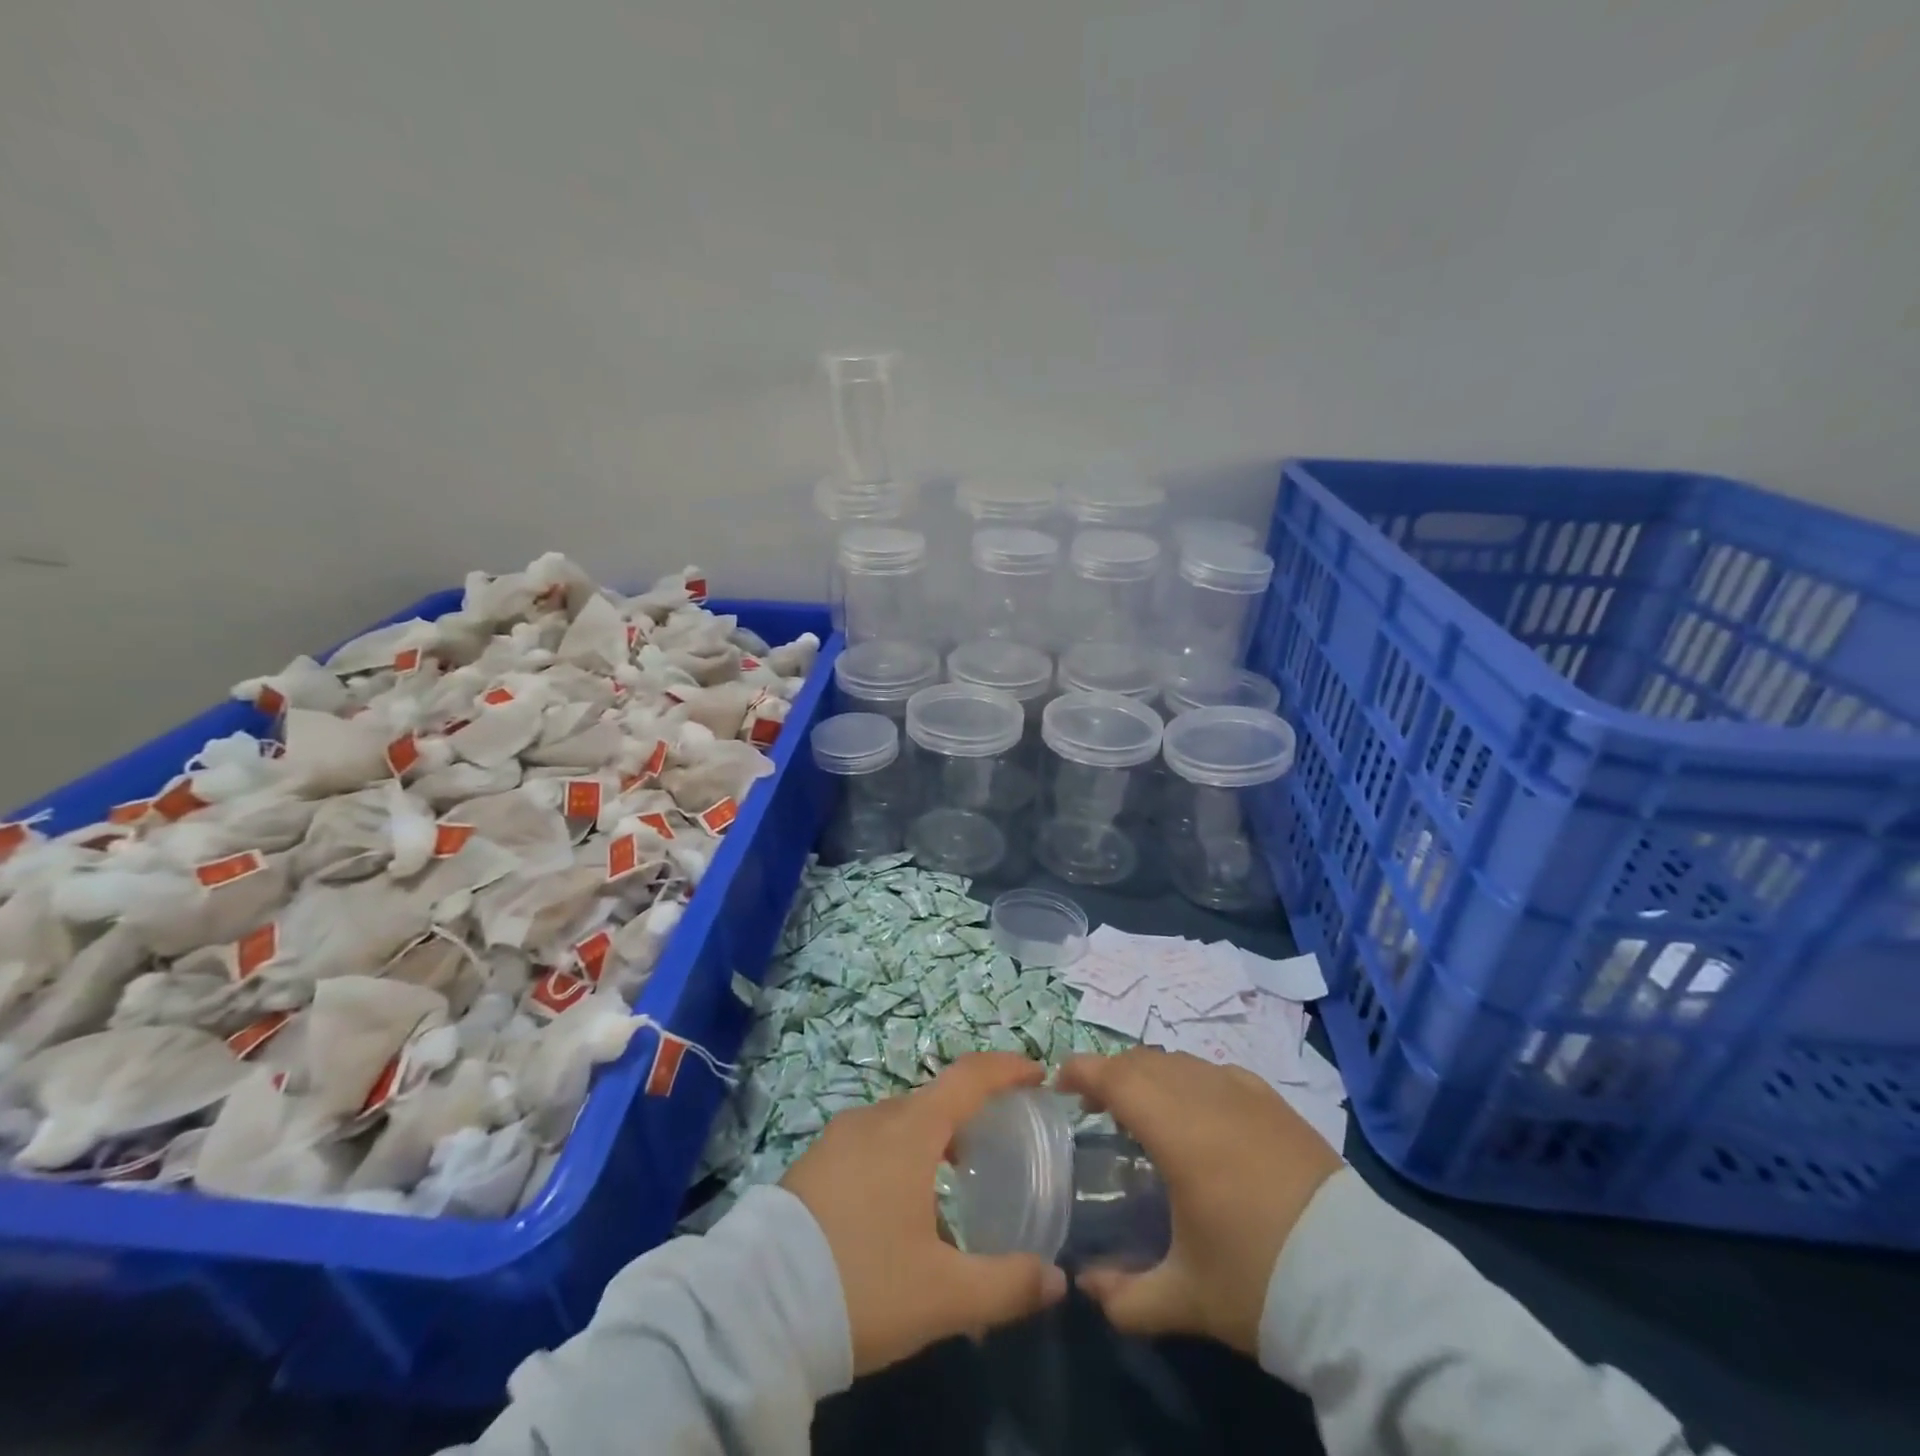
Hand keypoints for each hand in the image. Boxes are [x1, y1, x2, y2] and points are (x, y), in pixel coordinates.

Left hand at [781, 1051, 1069, 1375]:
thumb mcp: (943, 1296)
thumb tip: (1056, 1280)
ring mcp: (837, 1139)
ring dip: (931, 1139)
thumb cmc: (862, 1284)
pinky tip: (897, 1206)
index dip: (1006, 1069)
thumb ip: (1006, 1285)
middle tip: (996, 1146)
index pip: (968, 1078)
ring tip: (951, 1181)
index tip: (1036, 1074)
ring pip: (898, 1124)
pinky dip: (897, 1155)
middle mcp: (874, 1120)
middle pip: (933, 1101)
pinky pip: (869, 1144)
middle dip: (969, 1114)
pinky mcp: (811, 1164)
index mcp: (910, 1131)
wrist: (755, 1309)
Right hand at [1058, 1047, 1341, 1355]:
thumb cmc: (1263, 1282)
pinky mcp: (1277, 1103)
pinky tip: (1198, 1111)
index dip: (1081, 1071)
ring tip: (1143, 1109)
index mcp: (1178, 1130)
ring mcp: (1246, 1093)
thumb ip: (1126, 1297)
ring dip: (1152, 1075)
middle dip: (1112, 1073)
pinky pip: (1218, 1072)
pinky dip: (1192, 1080)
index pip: (1115, 1076)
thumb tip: (1086, 1288)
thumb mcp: (1187, 1299)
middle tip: (1095, 1105)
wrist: (1366, 1289)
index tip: (1059, 1084)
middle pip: (1145, 1061)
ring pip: (1182, 1062)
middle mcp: (1207, 1096)